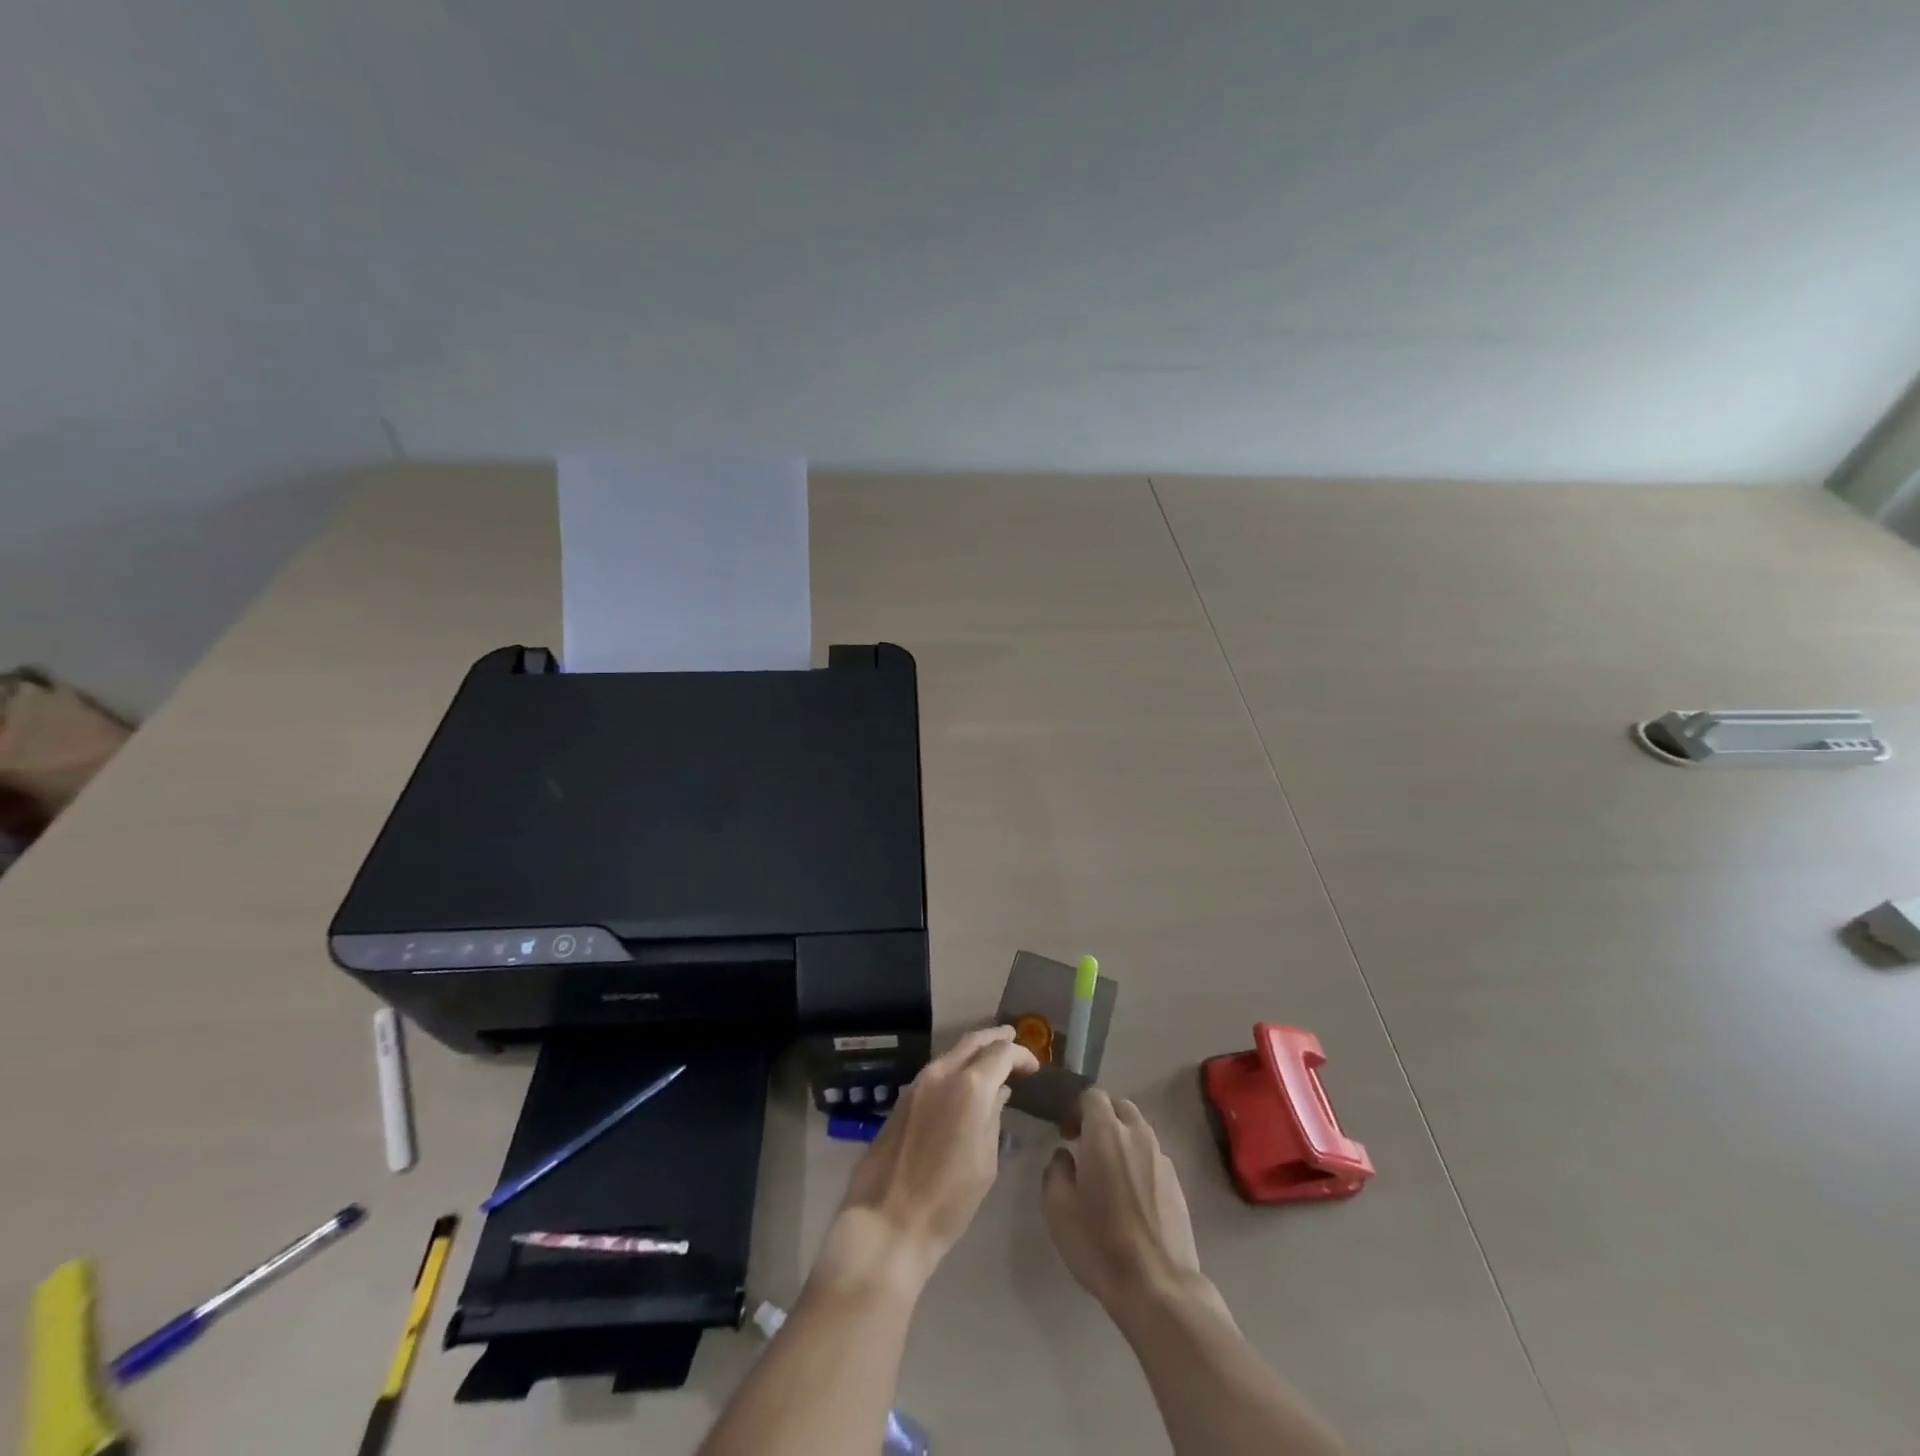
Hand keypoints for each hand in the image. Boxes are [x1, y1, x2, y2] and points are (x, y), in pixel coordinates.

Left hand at [826, 1026, 1038, 1290]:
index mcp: (970, 1086)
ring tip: (992, 1060)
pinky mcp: (903, 1099)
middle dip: (996, 1038)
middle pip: (972, 1041)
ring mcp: (918, 1084)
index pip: (1001, 1053)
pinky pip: (936, 1071)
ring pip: (951, 1053)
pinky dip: (955, 1067)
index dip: (1021, 1054)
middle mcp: (942, 1073)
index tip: (1034, 1067)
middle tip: (1013, 1039)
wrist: (887, 1220)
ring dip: (974, 1051)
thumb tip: (998, 1093)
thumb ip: (993, 1118)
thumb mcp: (985, 1161)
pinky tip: (964, 1082)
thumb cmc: (949, 1199)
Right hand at [1043, 1089, 1220, 1321]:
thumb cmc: (1100, 1244)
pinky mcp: (1177, 1184)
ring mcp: (1162, 1158)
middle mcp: (1137, 1135)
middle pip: (1119, 1107)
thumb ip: (1056, 1171)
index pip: (1092, 1096)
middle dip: (1101, 1118)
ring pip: (1139, 1131)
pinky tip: (1130, 1196)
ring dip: (1121, 1139)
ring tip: (1108, 1172)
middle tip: (1085, 1146)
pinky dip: (1138, 1161)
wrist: (1158, 1288)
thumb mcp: (1058, 1208)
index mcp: (1106, 1132)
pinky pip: (1152, 1157)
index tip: (1066, 1134)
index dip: (1076, 1109)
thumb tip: (1066, 1157)